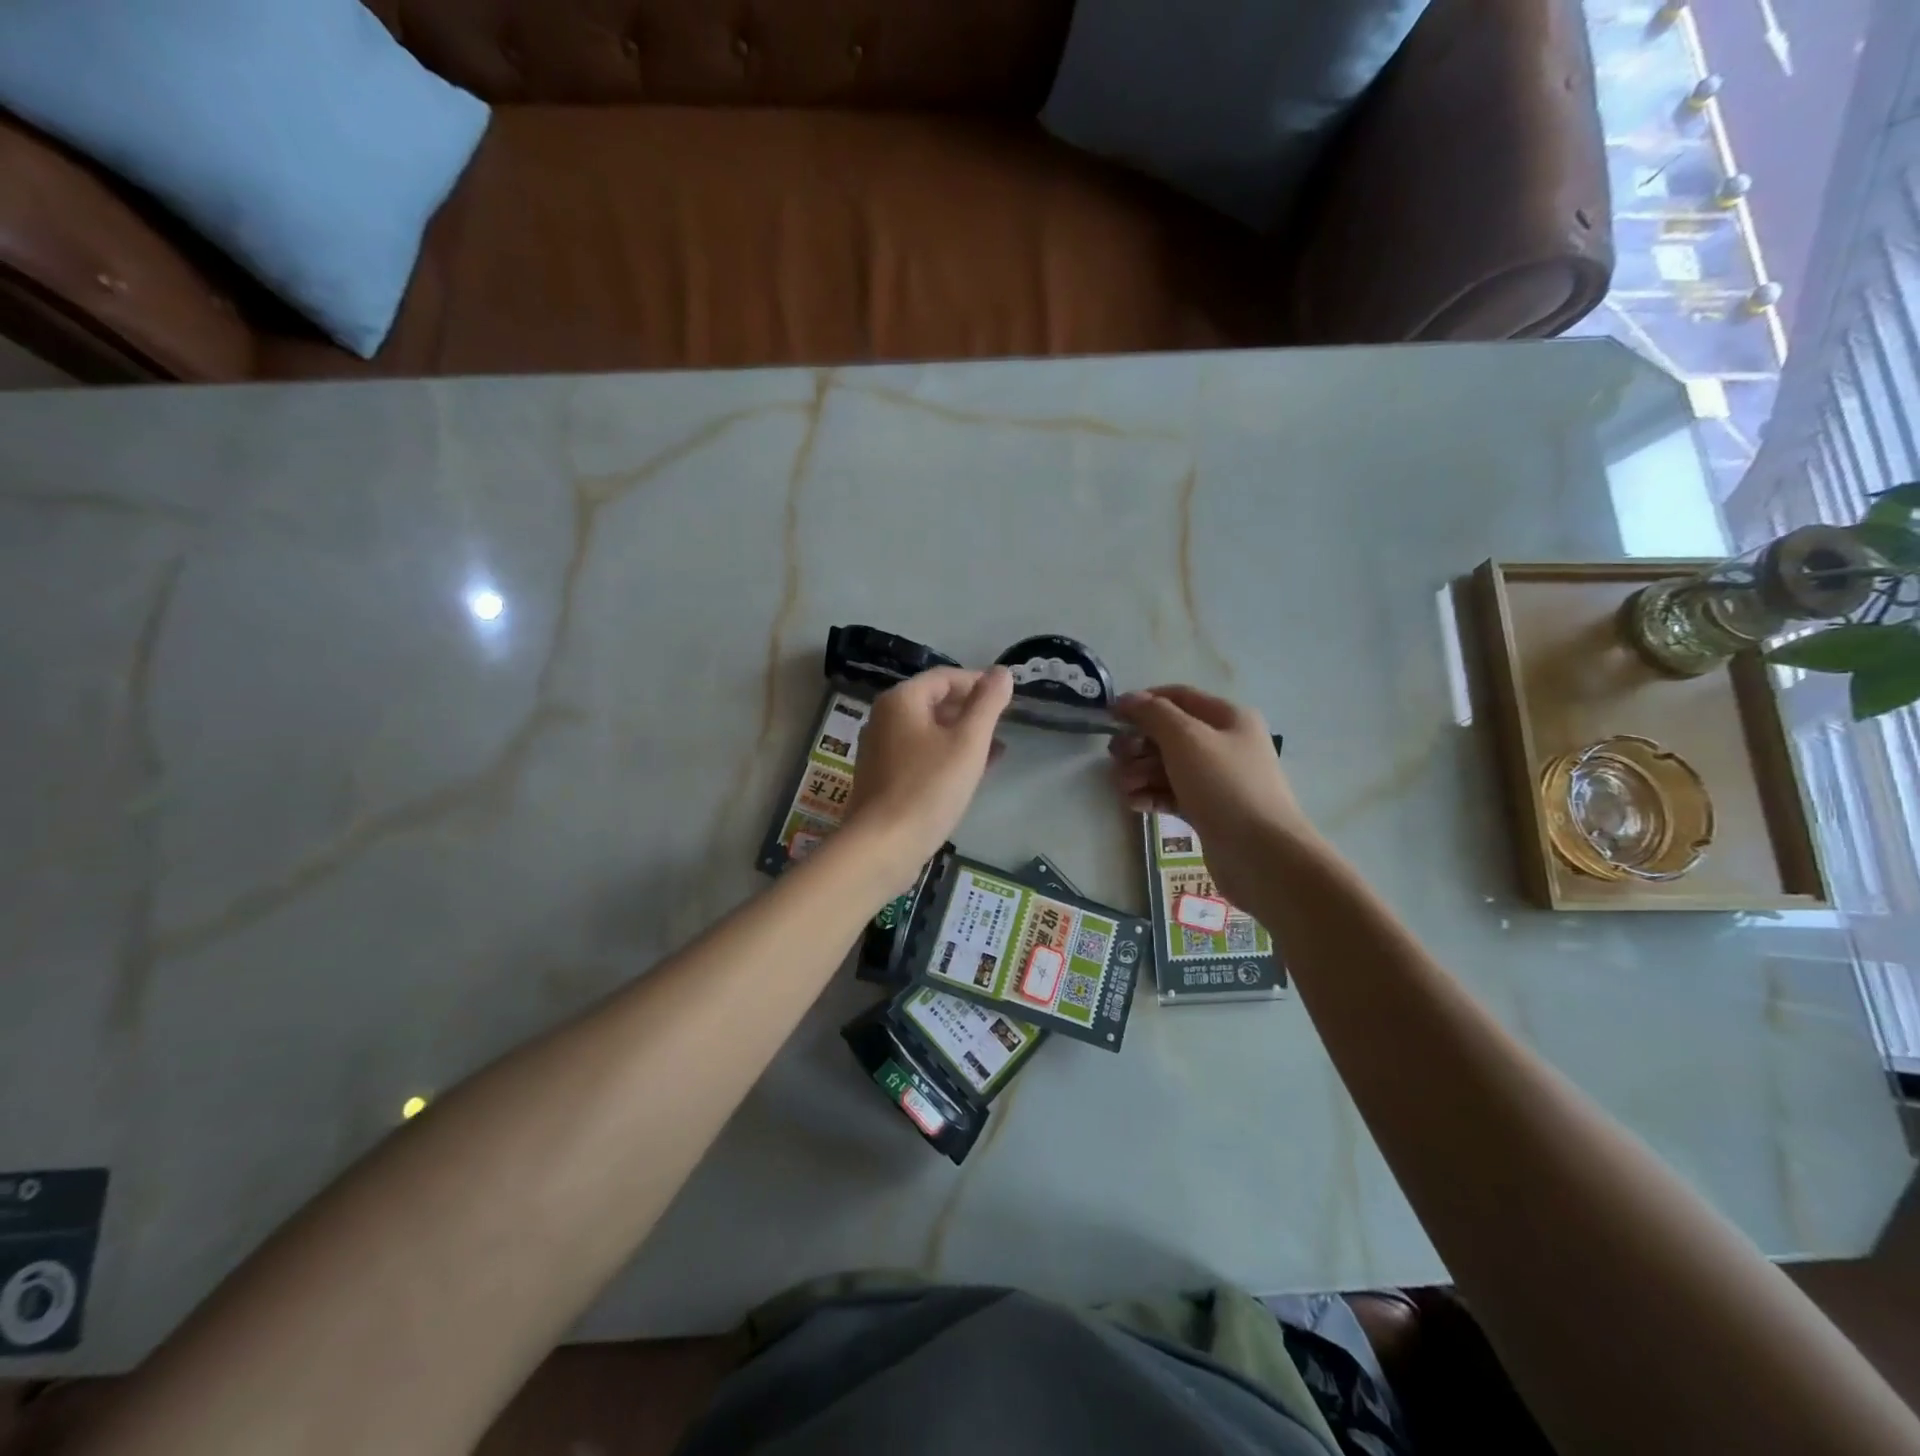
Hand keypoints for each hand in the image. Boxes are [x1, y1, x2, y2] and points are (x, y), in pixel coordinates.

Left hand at [844, 666, 1013, 867]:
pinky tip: (970, 774)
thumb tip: (1003, 672)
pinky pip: (919, 755)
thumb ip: (988, 704)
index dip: (978, 682)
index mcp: (901, 701)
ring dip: (962, 736)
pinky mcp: (882, 778)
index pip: (945, 677)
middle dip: (971, 711)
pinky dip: (945, 756)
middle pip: (934, 702)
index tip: (1008, 698)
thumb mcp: (968, 742)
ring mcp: (880, 750)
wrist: (883, 845)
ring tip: (995, 751)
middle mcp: (884, 718)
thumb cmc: (928, 788)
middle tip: (1003, 725)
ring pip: (928, 731)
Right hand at [1109, 685, 1316, 906]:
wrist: (1261, 854)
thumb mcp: (1186, 739)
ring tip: (1124, 787)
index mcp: (1228, 718)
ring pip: (1167, 766)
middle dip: (1138, 744)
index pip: (1178, 697)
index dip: (1143, 702)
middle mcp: (1225, 744)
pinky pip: (1172, 794)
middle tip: (1116, 758)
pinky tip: (1134, 804)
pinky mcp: (1208, 810)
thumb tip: (1126, 699)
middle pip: (1169, 734)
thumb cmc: (1224, 786)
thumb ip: (1153, 714)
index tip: (1110, 716)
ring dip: (1140, 772)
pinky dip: (1151, 795)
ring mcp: (1217, 780)